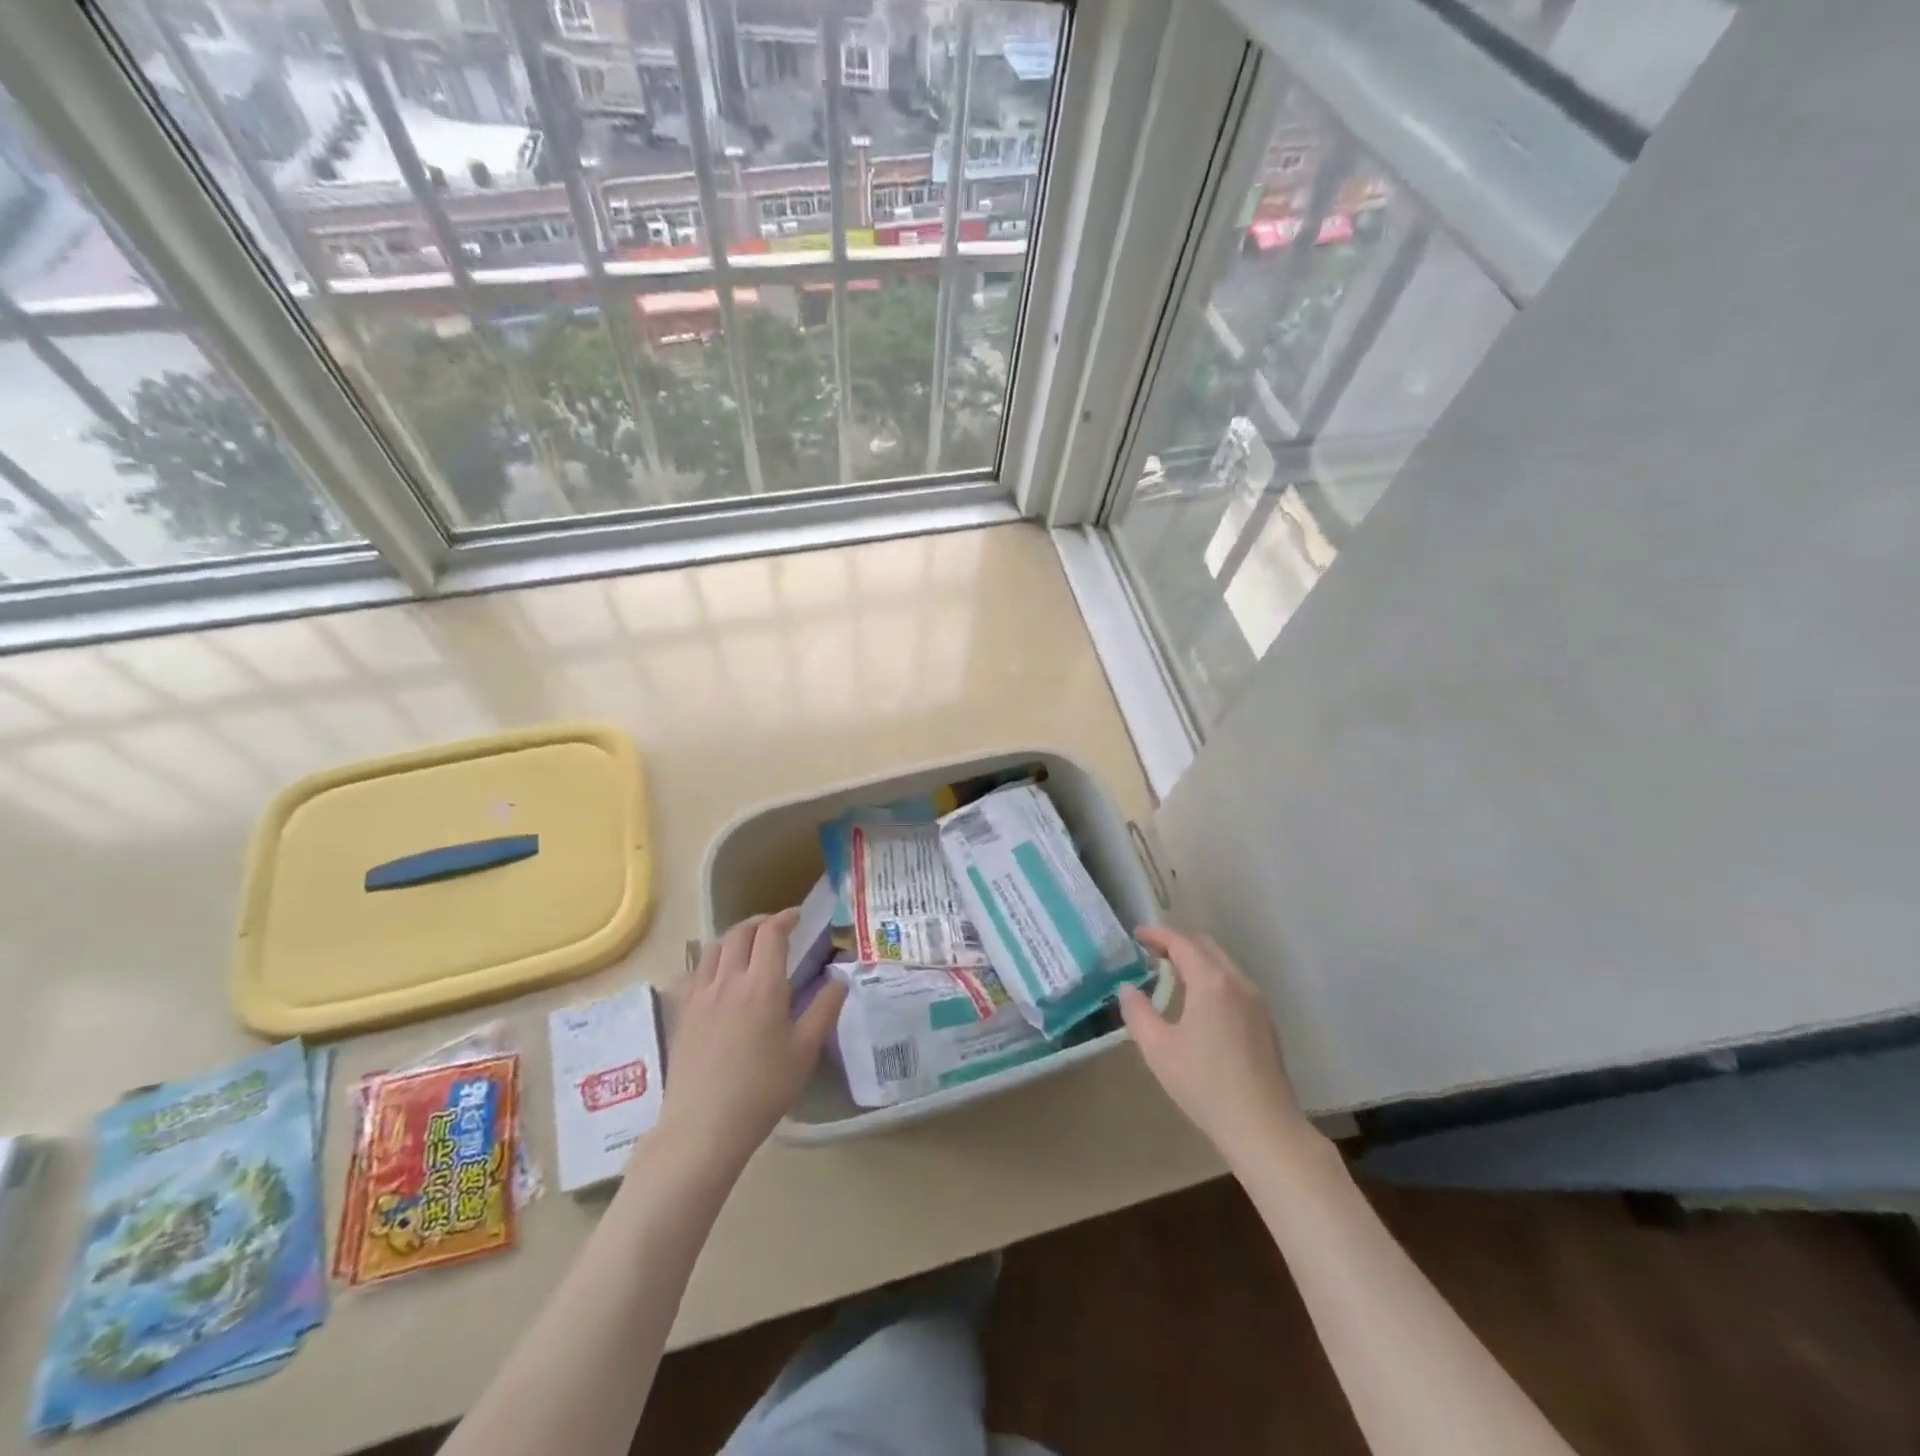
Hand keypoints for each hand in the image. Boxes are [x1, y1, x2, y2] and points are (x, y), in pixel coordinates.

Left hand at [657, 910, 846, 1173]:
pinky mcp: (683, 1013)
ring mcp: (701, 995)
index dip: (786, 918)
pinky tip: (722, 977)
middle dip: (760, 922)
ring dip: (735, 937)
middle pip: (740, 932)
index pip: (772, 933)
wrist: (704, 1126)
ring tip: (749, 946)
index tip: (798, 916)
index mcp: (763, 984)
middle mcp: (729, 980)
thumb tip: (841, 976)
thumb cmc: (763, 1089)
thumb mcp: (805, 1050)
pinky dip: (714, 960)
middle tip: (776, 927)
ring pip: (715, 947)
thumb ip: (825, 1007)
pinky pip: (698, 970)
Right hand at [1119, 926, 1316, 1171]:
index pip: (1181, 942)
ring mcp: (1257, 1002)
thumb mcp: (1158, 1049)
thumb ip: (1138, 1012)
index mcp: (1211, 982)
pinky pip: (1235, 984)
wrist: (1264, 1127)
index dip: (1157, 934)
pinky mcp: (1266, 1022)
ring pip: (1223, 965)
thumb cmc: (1205, 1084)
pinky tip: (1200, 1005)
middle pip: (1206, 947)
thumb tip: (1128, 989)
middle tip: (1152, 955)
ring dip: (1197, 962)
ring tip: (1172, 977)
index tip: (1136, 935)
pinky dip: (1213, 980)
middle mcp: (1238, 982)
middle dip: (1178, 944)